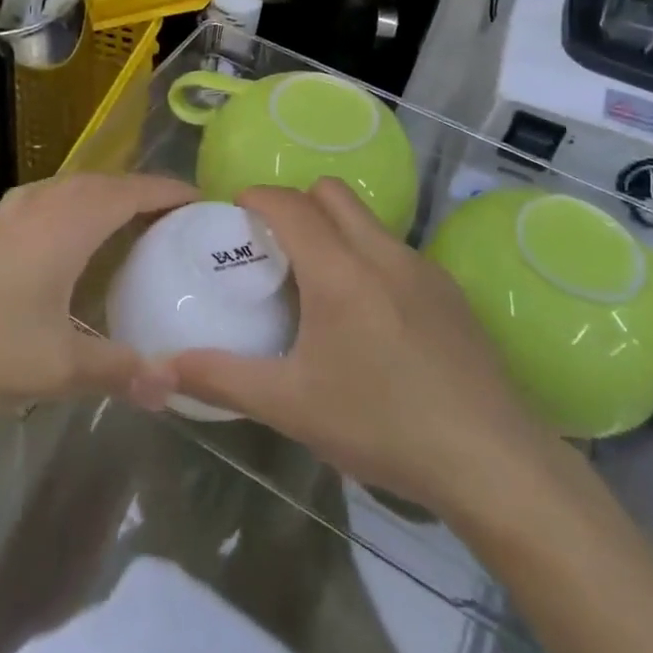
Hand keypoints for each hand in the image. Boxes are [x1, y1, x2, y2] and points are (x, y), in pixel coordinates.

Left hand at [0, 173, 195, 422]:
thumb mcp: (57, 369)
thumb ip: (120, 372)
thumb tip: (174, 386)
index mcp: (64, 228)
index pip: (128, 193)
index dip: (167, 191)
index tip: (201, 199)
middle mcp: (37, 212)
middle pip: (98, 183)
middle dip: (138, 190)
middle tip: (170, 214)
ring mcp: (3, 223)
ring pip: (64, 189)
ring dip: (100, 194)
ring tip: (122, 219)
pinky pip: (39, 205)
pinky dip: (67, 207)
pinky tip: (59, 240)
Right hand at [150, 179, 560, 517]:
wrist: (493, 459)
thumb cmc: (382, 424)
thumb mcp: (292, 405)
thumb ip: (222, 379)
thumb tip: (160, 369)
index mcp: (339, 269)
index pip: (289, 203)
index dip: (256, 197)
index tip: (233, 212)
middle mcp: (382, 252)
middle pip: (332, 193)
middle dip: (296, 203)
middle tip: (273, 246)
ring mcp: (423, 269)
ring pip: (367, 220)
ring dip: (335, 229)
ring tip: (316, 281)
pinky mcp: (451, 292)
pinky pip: (396, 251)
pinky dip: (368, 257)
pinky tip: (368, 315)